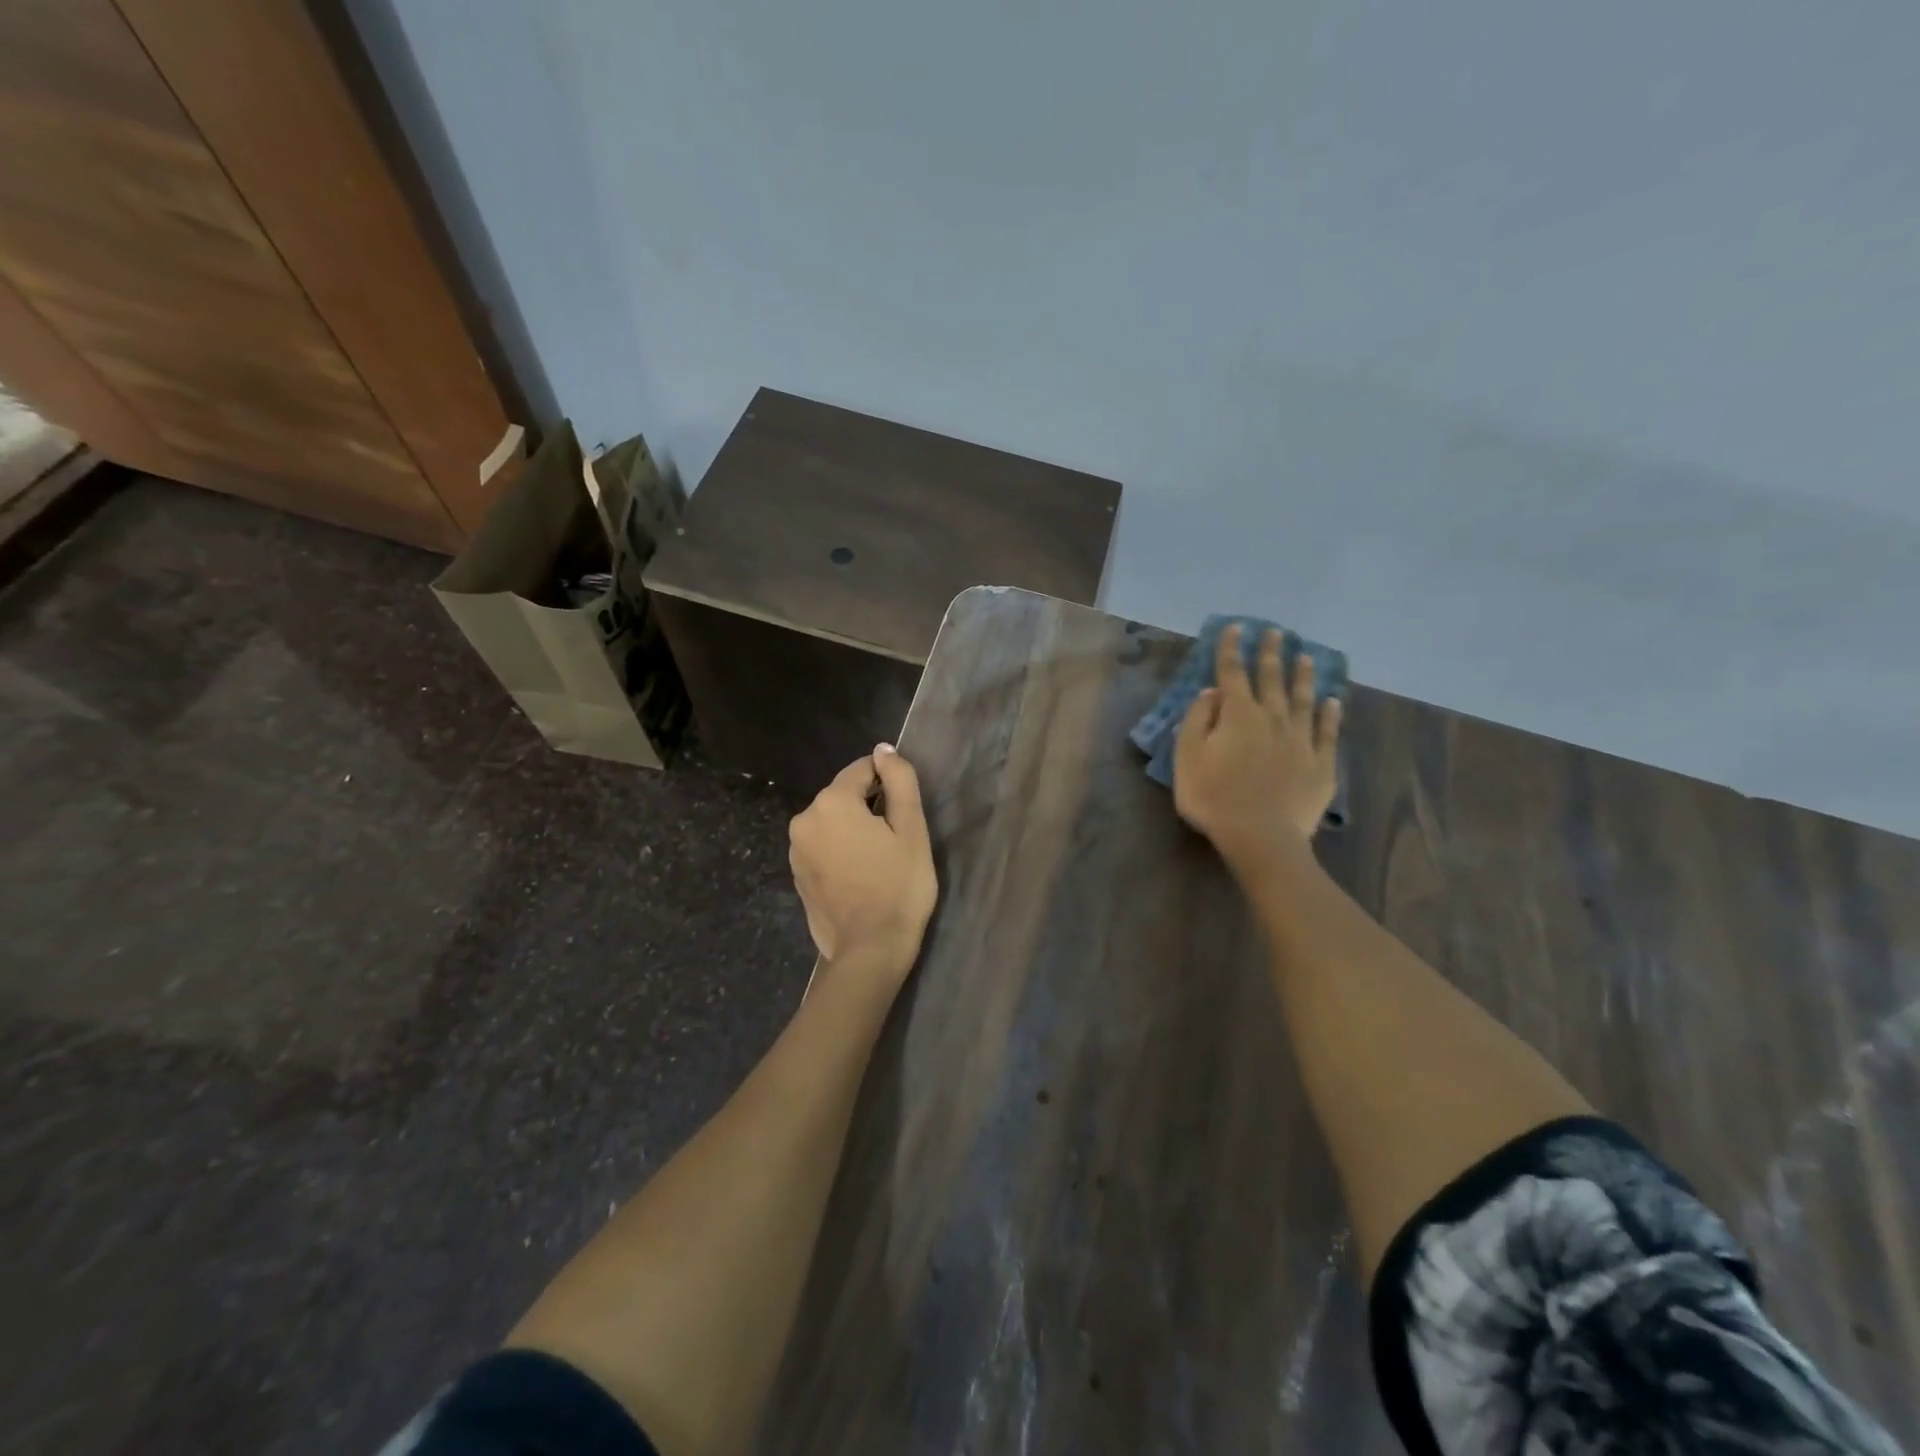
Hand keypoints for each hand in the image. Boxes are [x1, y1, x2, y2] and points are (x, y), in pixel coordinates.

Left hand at [789, 745, 938, 982]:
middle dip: (869, 807)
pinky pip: (823, 847)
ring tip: (879, 860)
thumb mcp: (911, 829)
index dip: (888, 784)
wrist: (870, 949)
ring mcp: (796, 849)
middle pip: (844, 796)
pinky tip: (861, 875)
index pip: (863, 770)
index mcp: (831, 802)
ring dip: (854, 830)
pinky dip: (840, 851)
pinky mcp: (796, 874)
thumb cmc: (899, 886)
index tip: (904, 812)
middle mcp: (805, 819)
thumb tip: (884, 750)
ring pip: (833, 822)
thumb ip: (899, 781)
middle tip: (895, 840)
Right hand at [1174, 625, 1342, 873]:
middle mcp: (1271, 718)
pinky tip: (1333, 701)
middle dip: (1270, 653)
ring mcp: (1300, 740)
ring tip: (1306, 656)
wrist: (1261, 836)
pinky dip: (1330, 714)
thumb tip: (1212, 693)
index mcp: (1237, 715)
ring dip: (1303, 676)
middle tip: (1275, 631)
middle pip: (1271, 678)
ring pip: (1302, 699)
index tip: (1236, 627)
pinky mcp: (1321, 763)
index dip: (1232, 649)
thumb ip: (1197, 720)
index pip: (1232, 673)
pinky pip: (1327, 732)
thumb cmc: (1213, 797)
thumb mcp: (1187, 757)